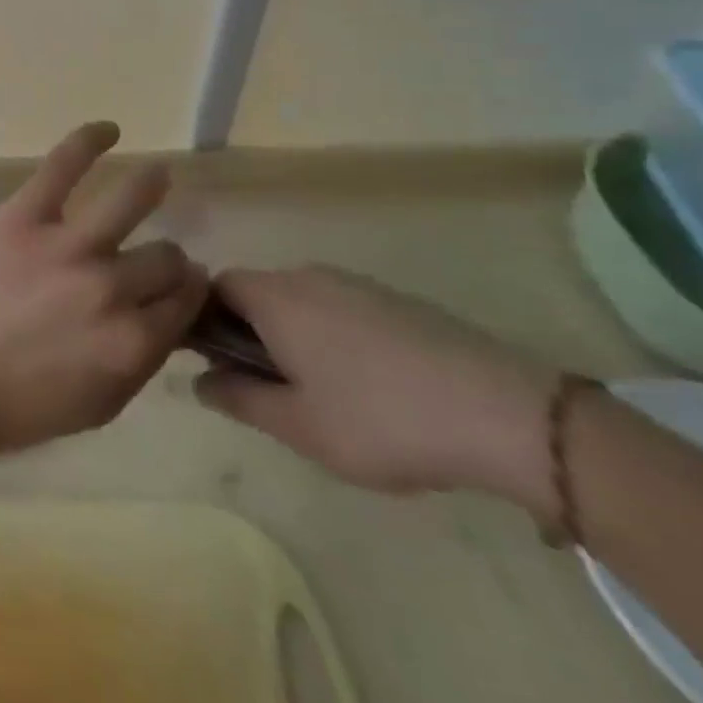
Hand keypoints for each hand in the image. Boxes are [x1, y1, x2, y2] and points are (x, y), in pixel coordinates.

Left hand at [0, 122, 208, 460]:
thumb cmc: (22, 406)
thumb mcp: (102, 405)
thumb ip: (145, 360)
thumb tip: (171, 317)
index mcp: (132, 341)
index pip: (185, 300)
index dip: (185, 292)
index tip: (177, 287)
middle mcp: (110, 287)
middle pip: (166, 257)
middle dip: (166, 261)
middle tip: (150, 259)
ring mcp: (66, 245)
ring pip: (133, 200)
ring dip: (151, 185)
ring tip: (156, 176)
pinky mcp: (24, 217)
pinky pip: (63, 166)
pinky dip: (88, 140)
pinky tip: (109, 129)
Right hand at [194, 267, 556, 511]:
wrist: (504, 412)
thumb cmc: (380, 419)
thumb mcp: (298, 425)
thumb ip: (239, 398)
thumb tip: (198, 380)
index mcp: (275, 297)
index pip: (214, 286)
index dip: (203, 319)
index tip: (217, 365)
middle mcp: (308, 276)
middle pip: (257, 292)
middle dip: (249, 334)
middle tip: (268, 391)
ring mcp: (357, 284)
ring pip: (301, 303)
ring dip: (293, 338)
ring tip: (321, 397)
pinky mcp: (397, 301)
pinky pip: (341, 310)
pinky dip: (333, 339)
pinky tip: (369, 389)